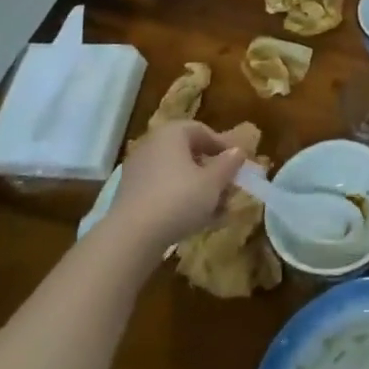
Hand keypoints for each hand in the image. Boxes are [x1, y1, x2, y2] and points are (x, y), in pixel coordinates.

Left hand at [105, 120, 247, 256]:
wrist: (131, 238)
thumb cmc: (179, 199)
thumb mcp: (214, 181)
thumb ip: (229, 164)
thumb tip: (237, 151)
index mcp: (171, 134)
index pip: (201, 130)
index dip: (222, 145)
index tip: (237, 163)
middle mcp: (151, 146)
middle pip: (189, 153)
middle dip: (212, 170)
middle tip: (229, 186)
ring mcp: (138, 172)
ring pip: (177, 175)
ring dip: (199, 188)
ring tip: (218, 209)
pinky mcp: (131, 197)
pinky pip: (163, 191)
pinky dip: (181, 200)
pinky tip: (197, 220)